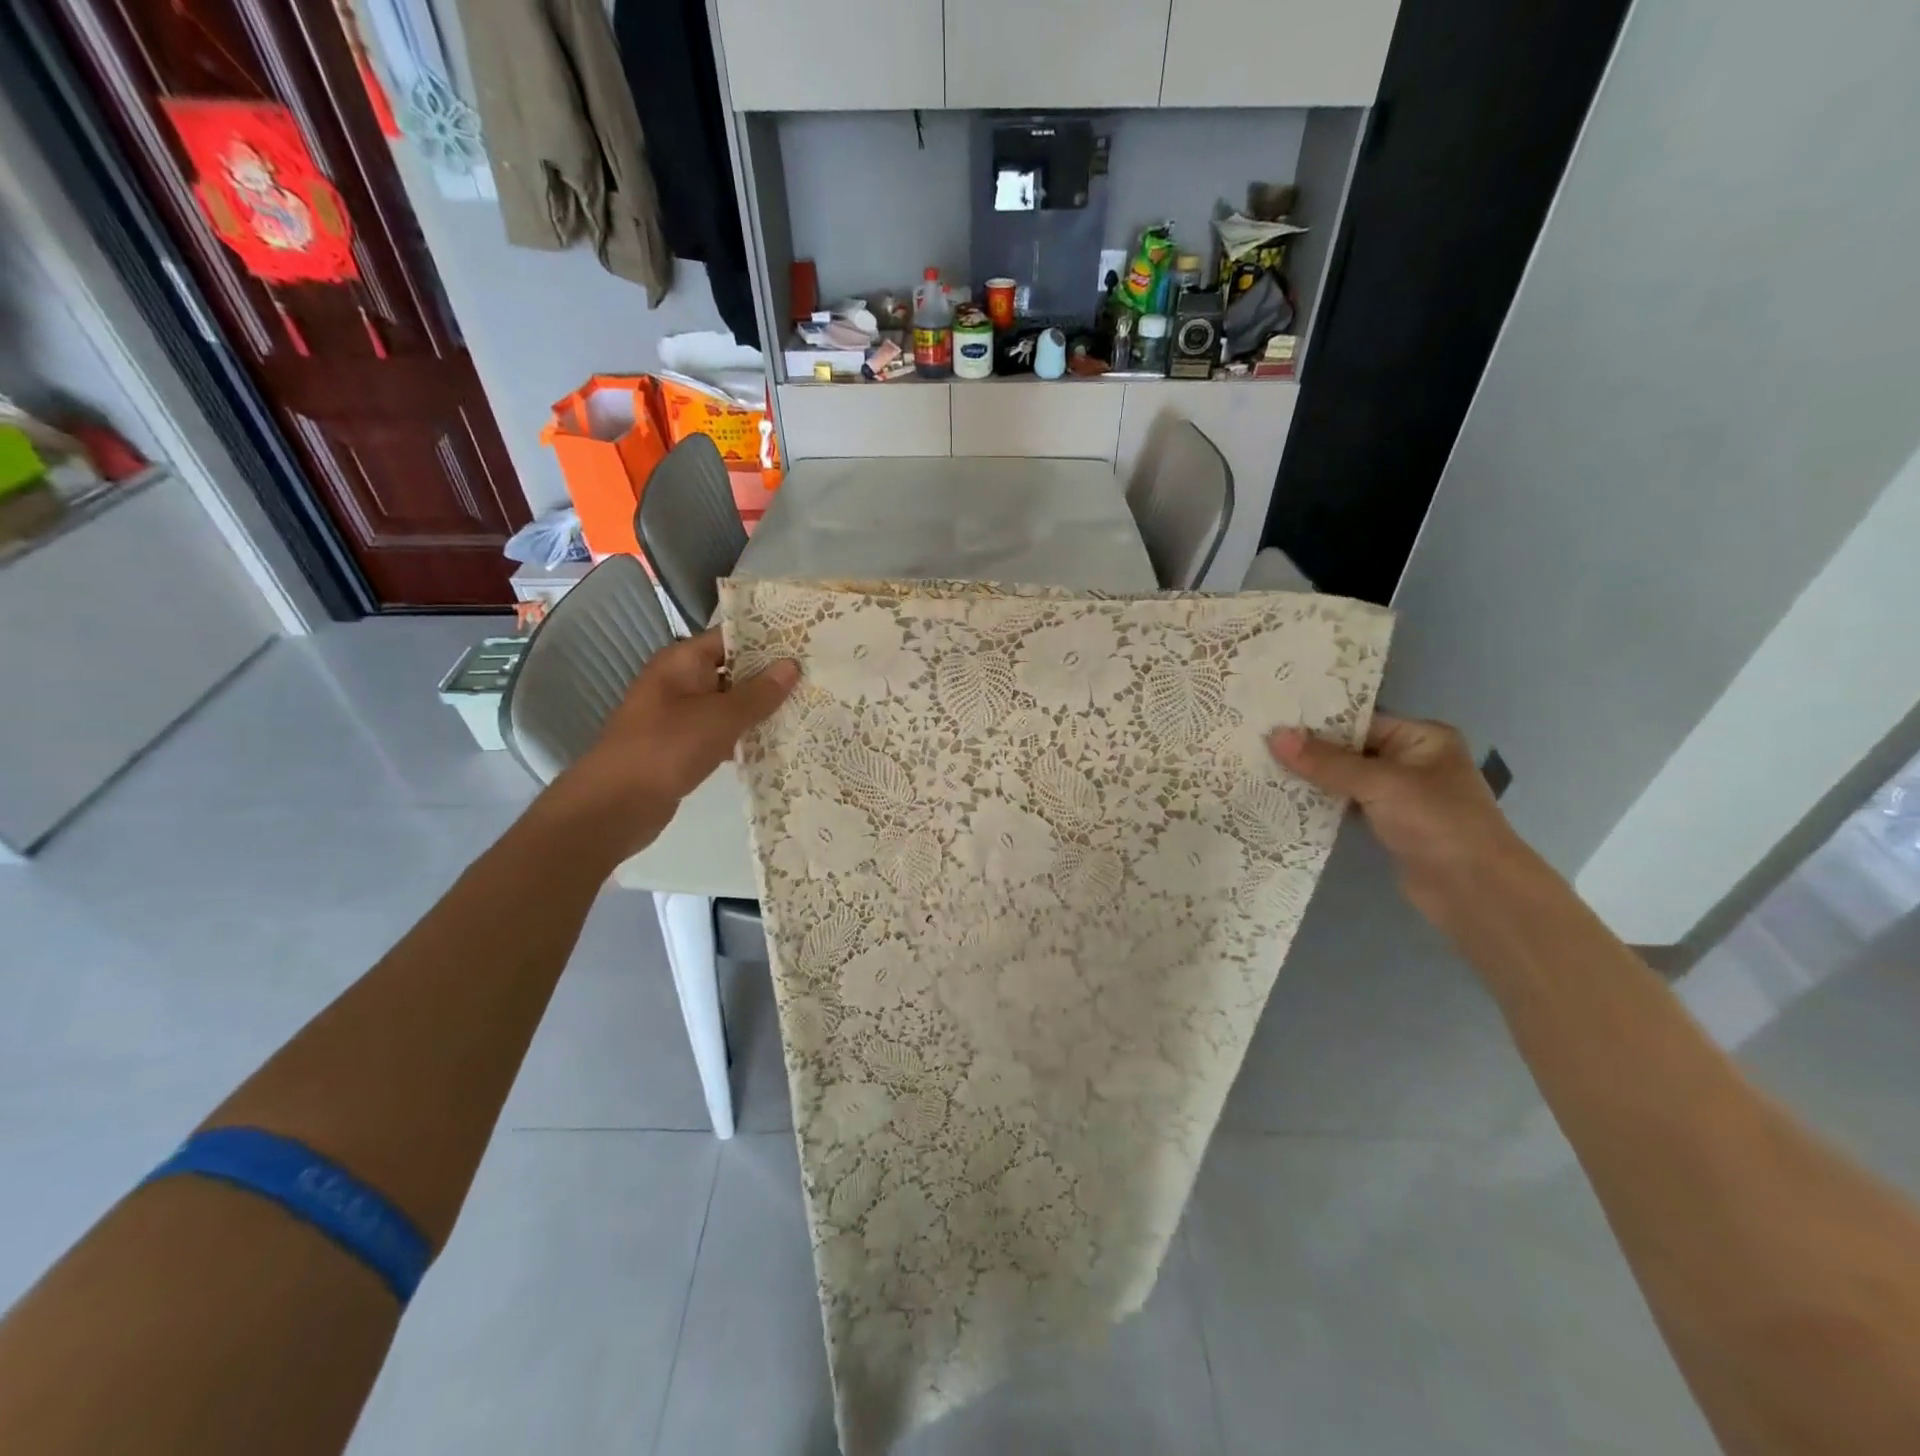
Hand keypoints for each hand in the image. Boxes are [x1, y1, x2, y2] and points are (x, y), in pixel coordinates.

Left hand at [544, 629, 798, 857]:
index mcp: (682, 661)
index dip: (767, 638)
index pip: (730, 637)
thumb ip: (759, 692)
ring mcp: (680, 715)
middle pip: (732, 669)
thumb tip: (792, 664)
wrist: (616, 805)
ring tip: (806, 706)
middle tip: (816, 676)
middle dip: (770, 675)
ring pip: (729, 703)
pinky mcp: (683, 745)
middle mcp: (679, 681)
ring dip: (760, 708)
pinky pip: (721, 731)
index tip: (806, 642)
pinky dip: (744, 735)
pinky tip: (778, 742)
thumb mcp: (720, 717)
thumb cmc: (667, 748)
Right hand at [1269, 714, 1533, 926]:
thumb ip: (1327, 762)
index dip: (1316, 721)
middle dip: (1307, 750)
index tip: (1270, 720)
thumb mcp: (1380, 784)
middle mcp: (1411, 760)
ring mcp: (1399, 794)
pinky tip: (1283, 800)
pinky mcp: (1386, 824)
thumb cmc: (1437, 823)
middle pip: (1348, 748)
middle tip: (1257, 743)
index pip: (1359, 720)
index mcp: (1422, 737)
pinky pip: (1345, 804)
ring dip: (1310, 778)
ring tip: (1260, 768)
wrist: (1474, 892)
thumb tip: (1274, 736)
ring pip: (1344, 778)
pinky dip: (1319, 803)